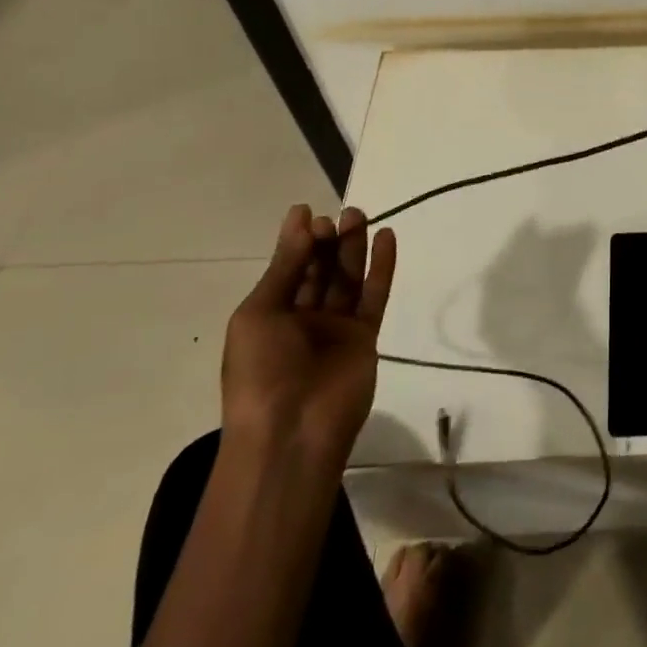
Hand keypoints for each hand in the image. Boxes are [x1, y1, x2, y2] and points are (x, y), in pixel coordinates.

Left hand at [221, 205, 395, 472]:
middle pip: (320, 269)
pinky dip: (382, 266)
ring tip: (360, 215)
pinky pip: (374, 295)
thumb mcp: (258, 314)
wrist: (291, 433)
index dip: (299, 240)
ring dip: (354, 247)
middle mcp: (303, 318)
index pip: (289, 268)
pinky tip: (387, 237)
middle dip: (328, 240)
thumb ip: (286, 266)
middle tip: (340, 215)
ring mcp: (336, 328)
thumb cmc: (260, 373)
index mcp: (270, 315)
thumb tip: (302, 218)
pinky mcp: (365, 336)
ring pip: (348, 278)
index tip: (310, 213)